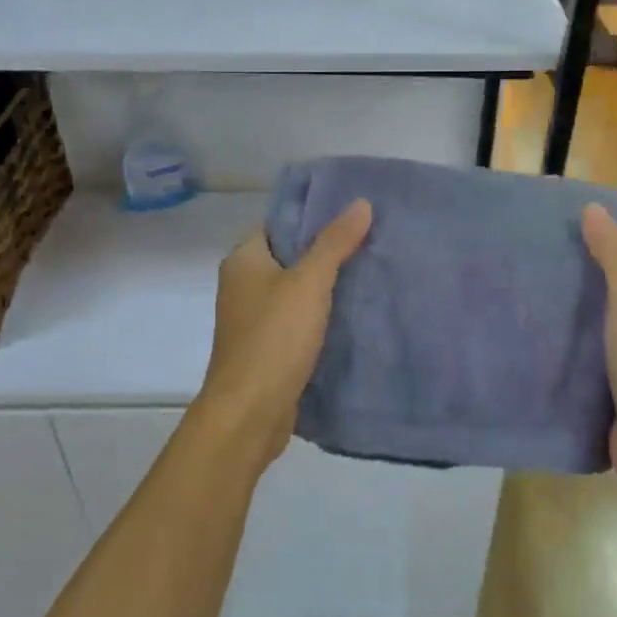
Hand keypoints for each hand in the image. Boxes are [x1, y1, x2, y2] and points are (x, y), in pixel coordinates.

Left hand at [196, 200, 372, 465]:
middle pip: (290, 255)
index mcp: (244, 260)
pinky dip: (323, 315)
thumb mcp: (308, 283)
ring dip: (328, 285)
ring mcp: (255, 319)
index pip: (279, 222)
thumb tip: (361, 203)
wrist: (249, 414)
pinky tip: (356, 311)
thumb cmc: (274, 339)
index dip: (313, 215)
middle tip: (372, 239)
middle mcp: (244, 285)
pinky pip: (300, 320)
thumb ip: (334, 243)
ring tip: (372, 270)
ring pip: (297, 290)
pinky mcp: (269, 347)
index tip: (353, 211)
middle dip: (328, 250)